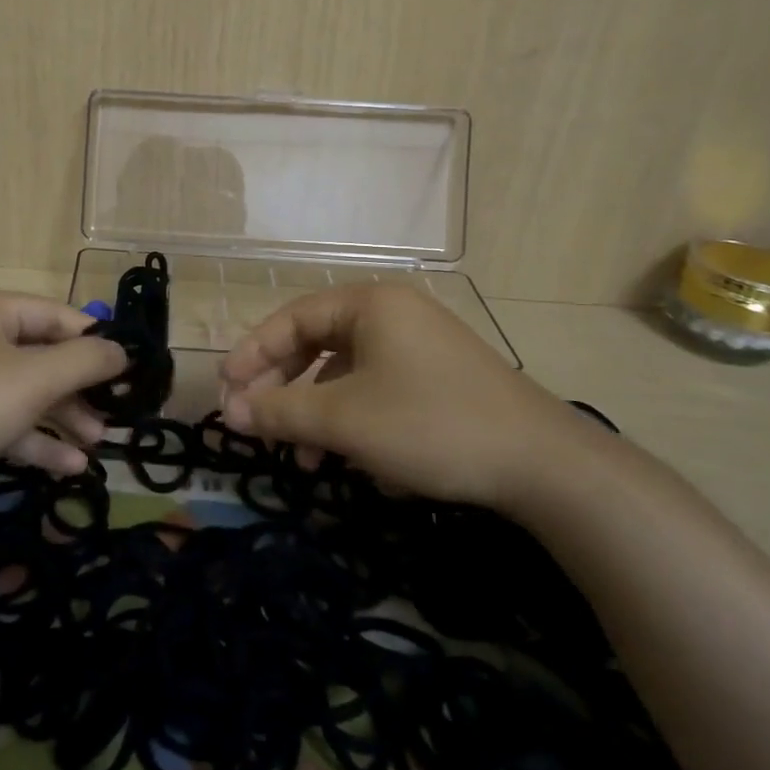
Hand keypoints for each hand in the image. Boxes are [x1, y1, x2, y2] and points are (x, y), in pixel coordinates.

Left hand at [0, 290, 126, 491]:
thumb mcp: (33, 379)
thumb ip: (85, 361)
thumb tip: (122, 350)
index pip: (55, 315)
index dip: (95, 341)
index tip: (129, 371)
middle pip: (40, 355)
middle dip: (79, 388)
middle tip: (113, 416)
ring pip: (23, 392)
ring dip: (61, 417)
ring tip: (96, 445)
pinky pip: (1, 421)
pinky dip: (33, 440)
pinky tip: (67, 467)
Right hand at [218, 283, 594, 508]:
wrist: (543, 464)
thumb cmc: (430, 425)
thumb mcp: (344, 420)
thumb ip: (280, 412)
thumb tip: (228, 413)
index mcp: (369, 304)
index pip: (291, 319)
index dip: (252, 355)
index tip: (226, 392)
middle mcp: (393, 314)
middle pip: (316, 343)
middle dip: (284, 388)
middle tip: (256, 424)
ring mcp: (420, 346)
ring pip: (346, 372)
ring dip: (317, 412)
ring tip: (303, 459)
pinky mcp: (439, 379)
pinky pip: (378, 389)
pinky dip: (354, 419)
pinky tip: (354, 460)